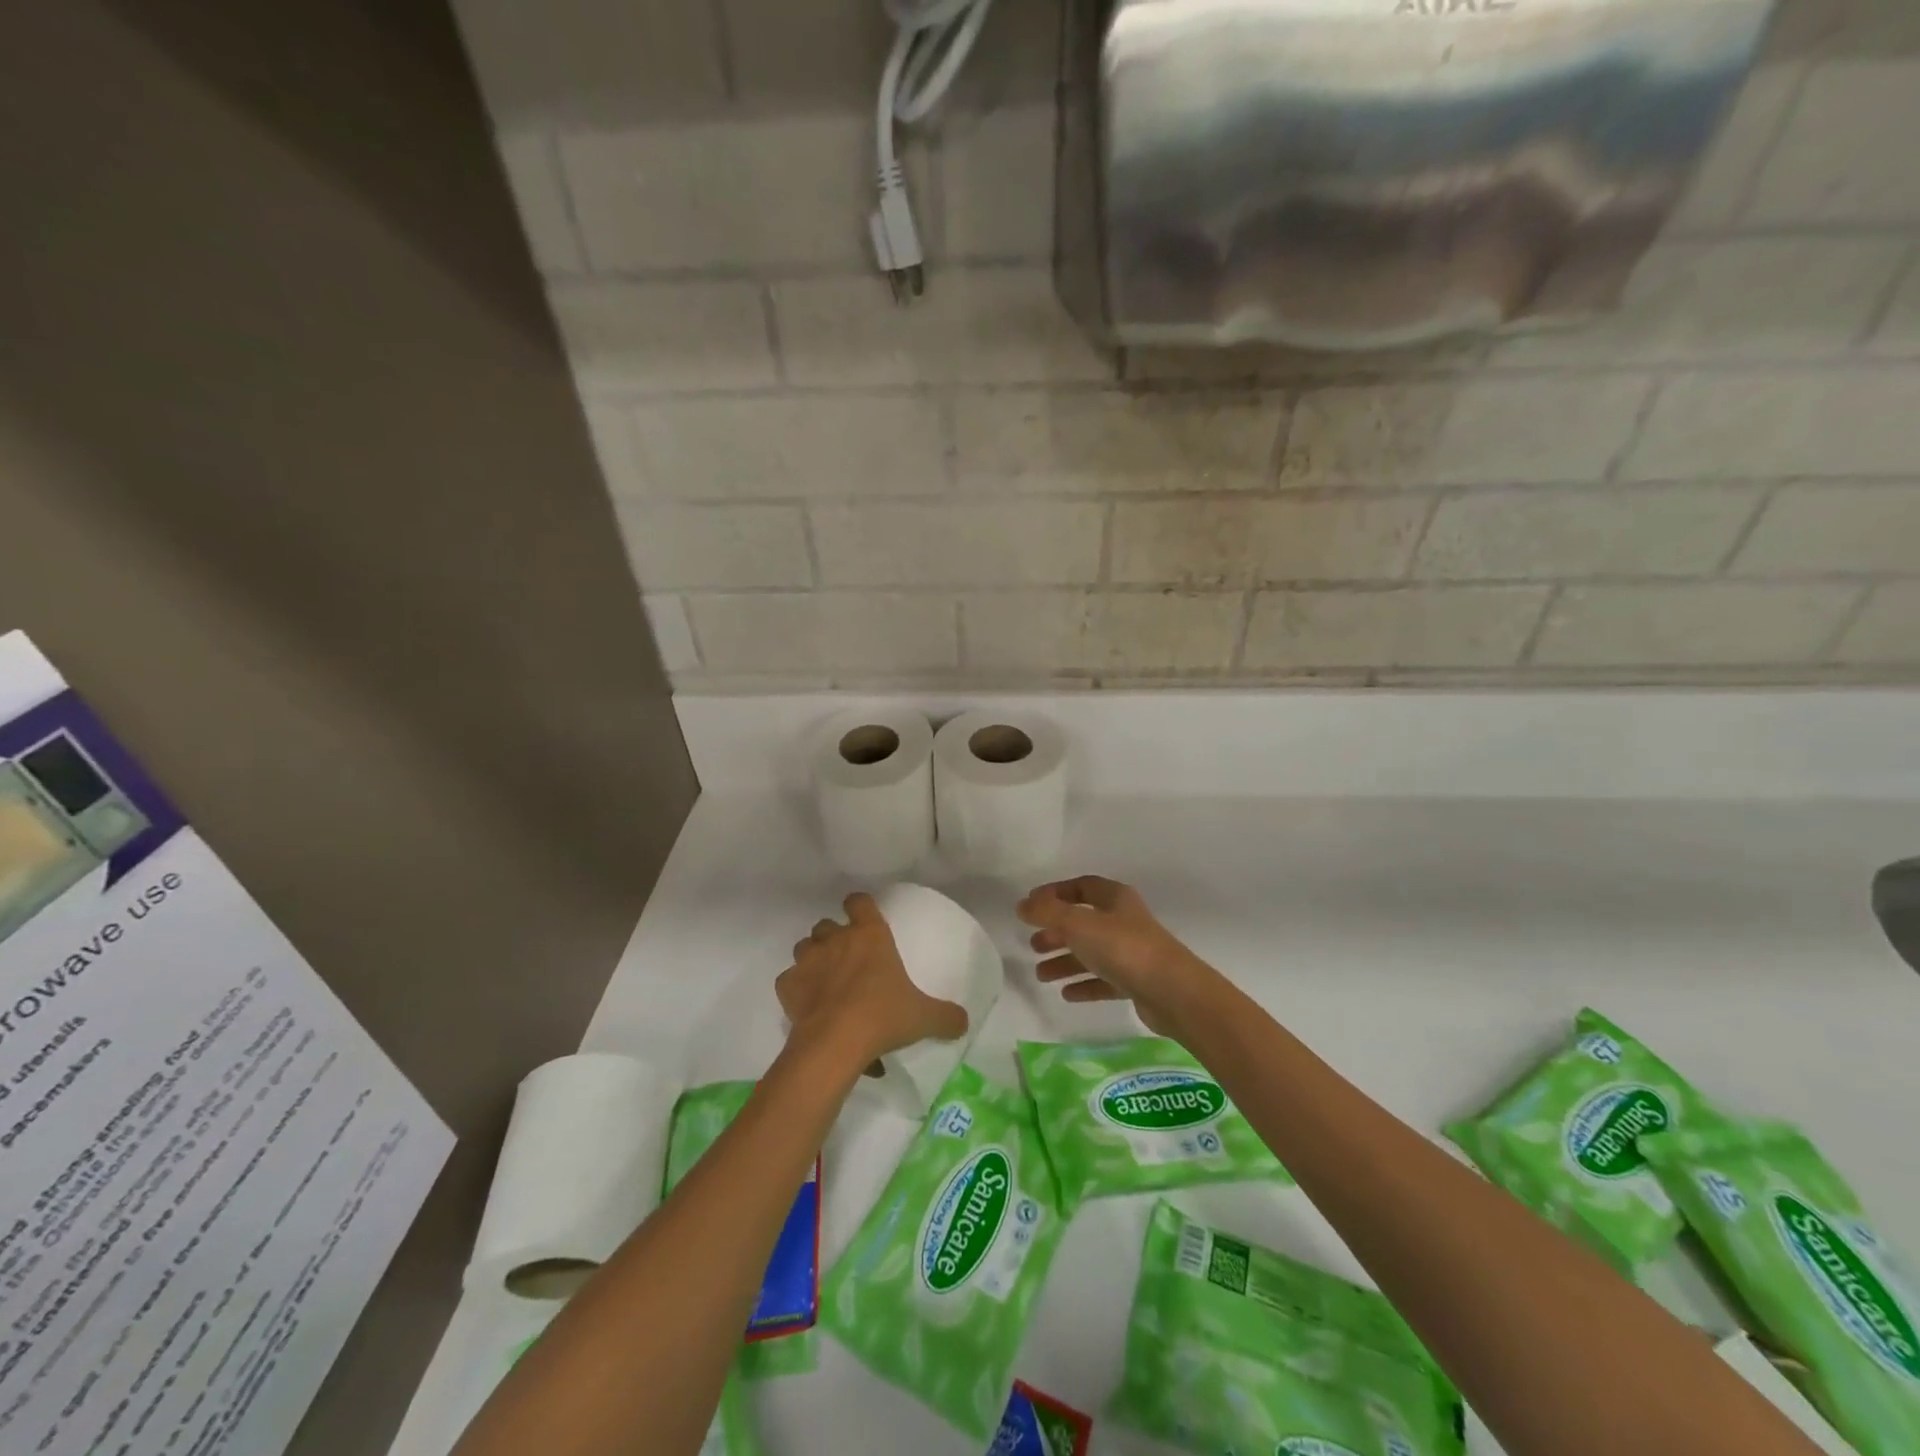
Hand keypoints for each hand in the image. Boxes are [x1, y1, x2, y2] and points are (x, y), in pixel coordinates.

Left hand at [778, 893, 968, 1075]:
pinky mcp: (787, 985)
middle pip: (827, 925)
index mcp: (870, 935)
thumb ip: (945, 1016)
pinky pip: (789, 980)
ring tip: (825, 981)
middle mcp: (836, 939)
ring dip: (813, 958)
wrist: (835, 1042)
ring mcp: (808, 960)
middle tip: (847, 960)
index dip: (860, 906)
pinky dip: (796, 989)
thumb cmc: (883, 1016)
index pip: (859, 901)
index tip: (864, 917)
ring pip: (804, 947)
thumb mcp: (923, 1017)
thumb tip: (964, 1022)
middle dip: (834, 937)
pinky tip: (807, 1006)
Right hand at [1018, 876, 1221, 1038]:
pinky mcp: (1136, 981)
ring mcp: (1132, 952)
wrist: (1173, 992)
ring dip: (1066, 961)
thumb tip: (1022, 905)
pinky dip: (1084, 984)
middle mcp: (1124, 921)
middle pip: (1084, 921)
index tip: (1031, 906)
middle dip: (1056, 932)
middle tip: (1033, 945)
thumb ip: (1047, 913)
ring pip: (1091, 952)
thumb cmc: (1123, 948)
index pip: (1081, 886)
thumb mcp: (1078, 924)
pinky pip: (1104, 980)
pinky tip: (1066, 994)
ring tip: (1041, 974)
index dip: (1055, 893)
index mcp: (1115, 898)